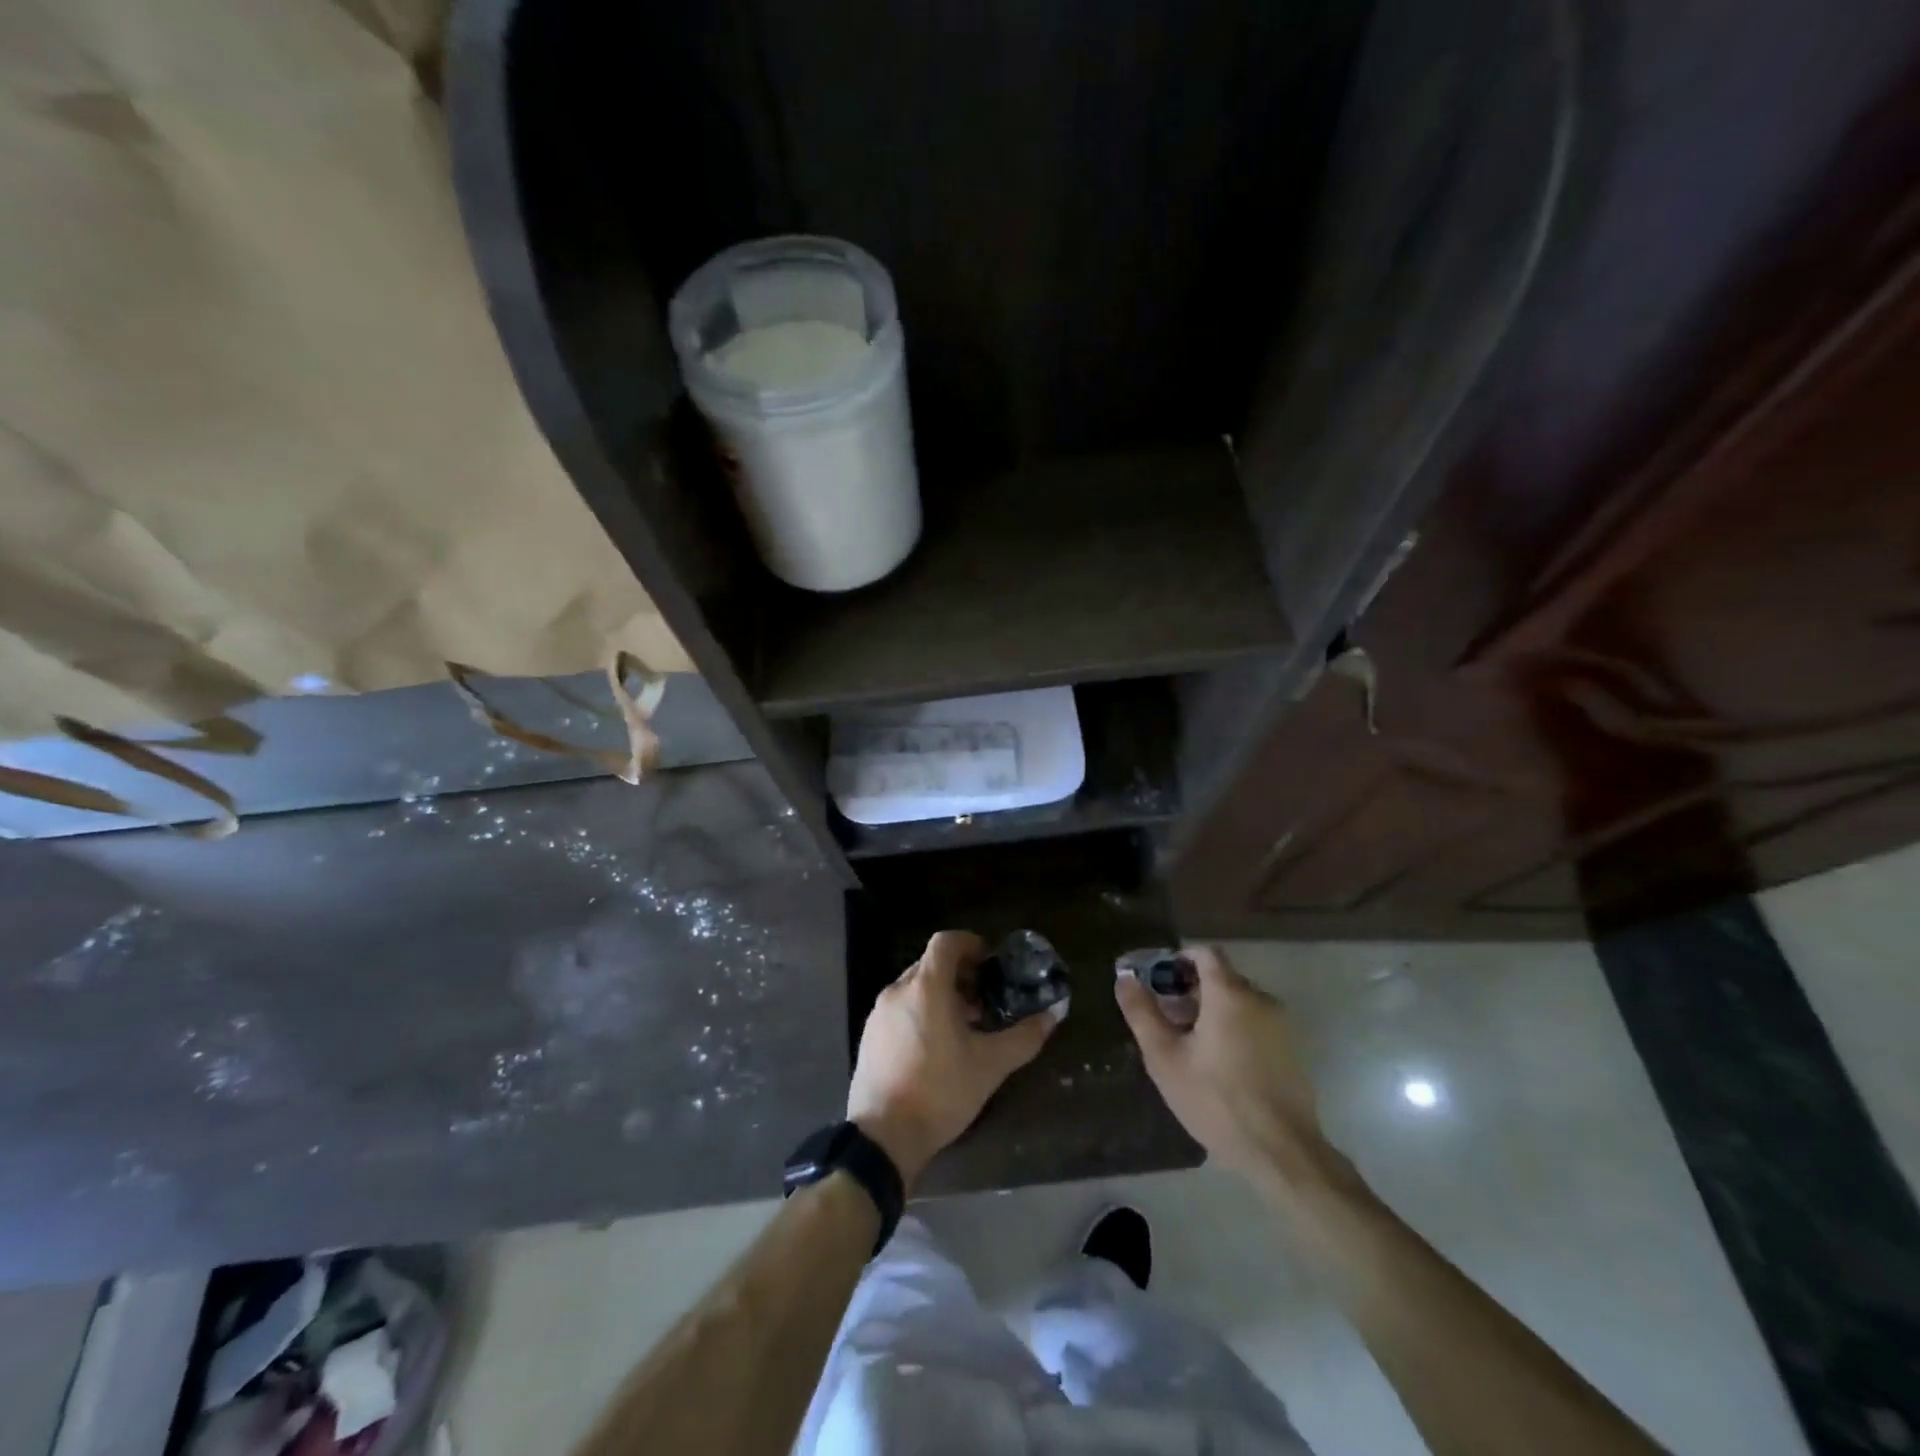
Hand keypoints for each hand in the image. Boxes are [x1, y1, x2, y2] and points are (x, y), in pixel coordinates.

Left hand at [847, 931, 1063, 1186]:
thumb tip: (1053, 1015)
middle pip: (931, 964)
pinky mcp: (869, 1035)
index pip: (946, 941)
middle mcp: (898, 990)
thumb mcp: (990, 1065)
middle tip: (983, 1001)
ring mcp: (879, 1013)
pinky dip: (920, 1012)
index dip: (970, 943)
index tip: (989, 963)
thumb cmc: (940, 1091)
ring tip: (963, 1027)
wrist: (883, 1136)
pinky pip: (899, 1008)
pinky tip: (935, 1047)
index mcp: (926, 987)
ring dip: (940, 995)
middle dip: (959, 974)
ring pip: (914, 987)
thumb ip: (1024, 1037)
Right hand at [1115, 946, 1328, 1182]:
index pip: (1205, 953)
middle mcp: (1259, 999)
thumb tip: (1124, 978)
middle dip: (1191, 988)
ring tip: (1188, 1043)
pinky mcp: (1290, 1050)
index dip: (1179, 959)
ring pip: (1239, 1001)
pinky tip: (1217, 1063)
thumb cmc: (1215, 1100)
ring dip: (1212, 1010)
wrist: (1281, 1152)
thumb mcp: (1165, 1057)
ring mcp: (1280, 1025)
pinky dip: (1233, 1028)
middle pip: (1221, 977)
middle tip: (1166, 1017)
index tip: (1158, 980)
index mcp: (1229, 993)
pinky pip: (1255, 1023)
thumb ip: (1142, 1012)